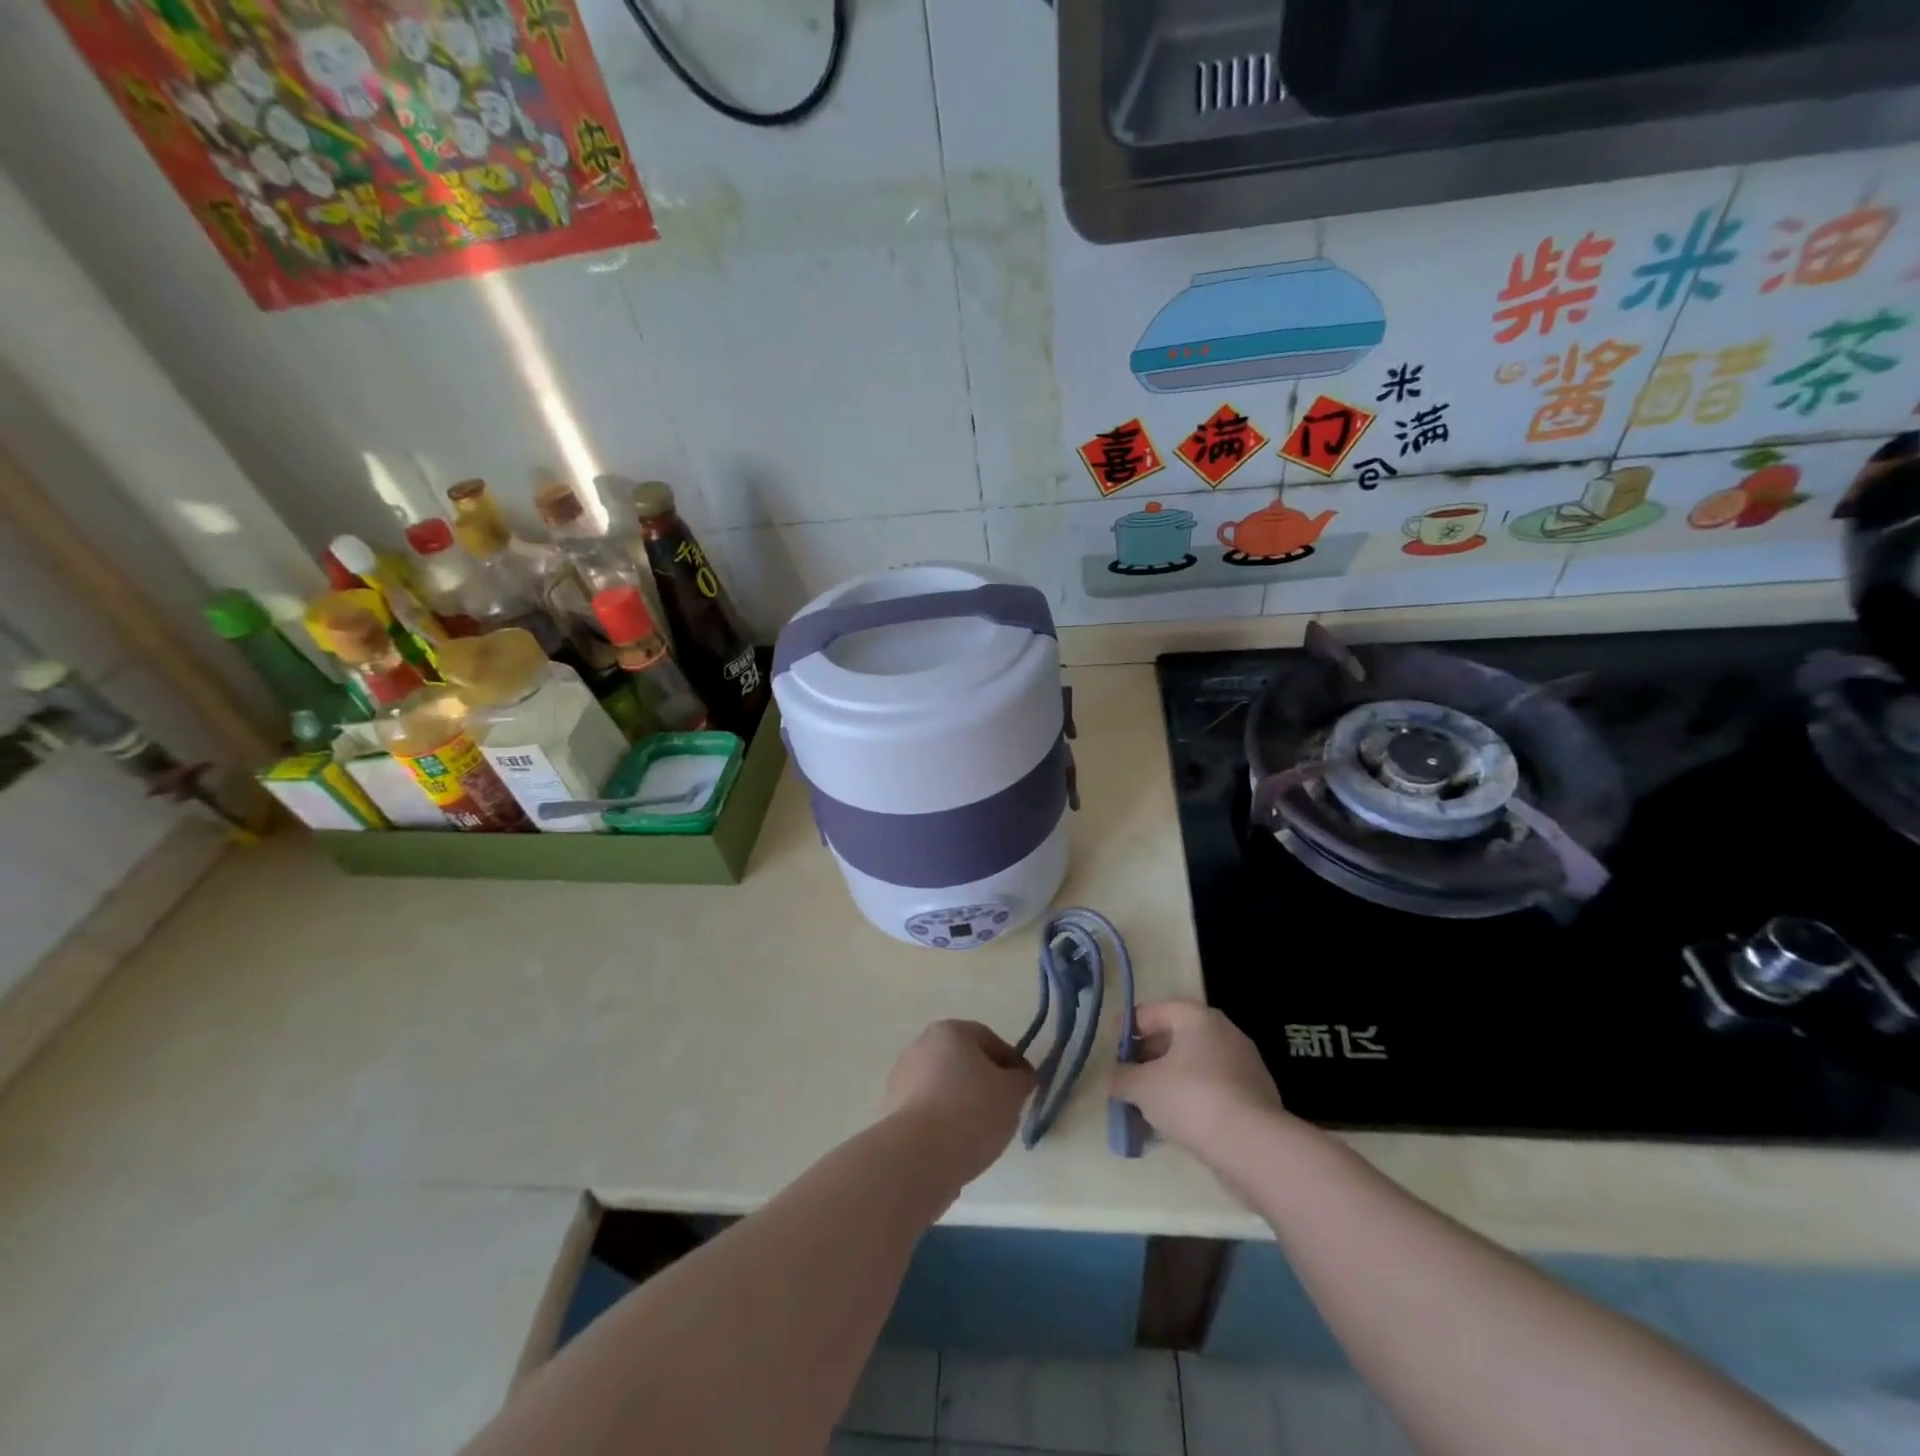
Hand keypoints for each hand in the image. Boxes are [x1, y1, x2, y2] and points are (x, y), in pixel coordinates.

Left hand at [883, 1020, 1036, 1184]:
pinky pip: (927, 1111)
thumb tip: (1021, 1076)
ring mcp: (901, 1077)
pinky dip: (943, 1123)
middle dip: (984, 1082)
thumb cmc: (971, 1111)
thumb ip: (1022, 1079)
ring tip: (981, 1134)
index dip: (1011, 1063)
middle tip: (1004, 1110)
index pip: (988, 1039)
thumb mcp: (1012, 1093)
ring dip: (962, 1103)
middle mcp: (921, 1045)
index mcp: (949, 1031)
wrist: (918, 1156)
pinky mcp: (891, 1110)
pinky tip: (956, 1145)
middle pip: (963, 1061)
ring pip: (944, 1087)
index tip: (1024, 1089)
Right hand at [1111, 999, 1286, 1166]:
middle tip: (1126, 1081)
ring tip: (1146, 1108)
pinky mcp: (1255, 1096)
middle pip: (1174, 1038)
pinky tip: (1176, 1124)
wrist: (1253, 1146)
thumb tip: (1115, 1078)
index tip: (1110, 1052)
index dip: (1126, 1030)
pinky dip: (1192, 1100)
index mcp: (1195, 1016)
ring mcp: (1243, 1063)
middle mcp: (1222, 1031)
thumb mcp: (1142, 1086)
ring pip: (1194, 1066)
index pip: (1151, 1012)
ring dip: (1169, 1082)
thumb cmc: (1191, 1098)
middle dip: (1147, 1059)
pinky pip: (1213, 1089)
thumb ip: (1121, 1077)